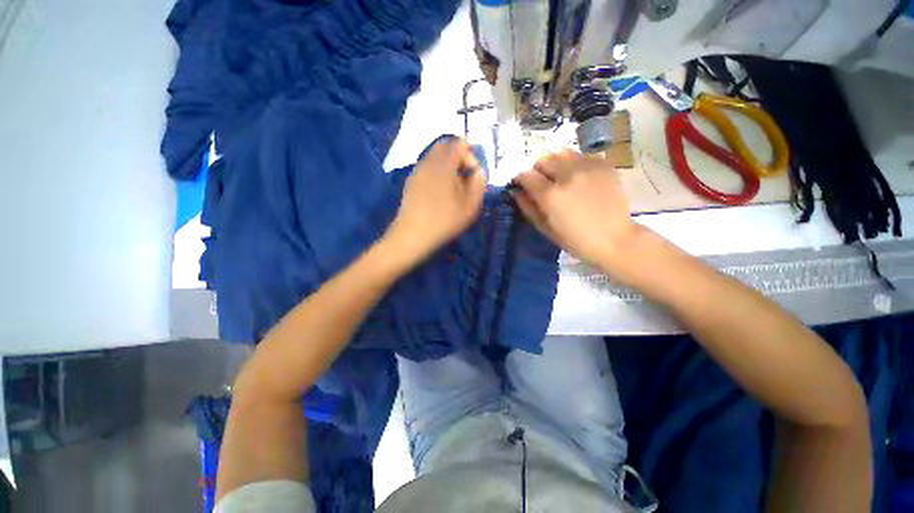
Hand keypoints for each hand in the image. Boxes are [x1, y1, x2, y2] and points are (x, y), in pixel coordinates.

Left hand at [385, 138, 485, 261]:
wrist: (412, 236)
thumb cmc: (445, 220)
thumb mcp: (471, 205)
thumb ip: (479, 183)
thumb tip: (478, 171)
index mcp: (444, 164)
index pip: (459, 143)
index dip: (471, 153)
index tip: (474, 173)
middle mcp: (428, 161)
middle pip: (445, 146)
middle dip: (459, 156)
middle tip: (465, 177)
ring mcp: (417, 171)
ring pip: (434, 157)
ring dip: (448, 165)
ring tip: (454, 188)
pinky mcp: (410, 182)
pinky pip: (427, 168)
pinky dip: (437, 172)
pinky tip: (440, 193)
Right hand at [513, 149, 640, 268]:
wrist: (614, 239)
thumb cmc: (575, 240)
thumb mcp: (545, 229)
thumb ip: (528, 208)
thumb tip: (517, 192)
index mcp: (550, 194)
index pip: (526, 175)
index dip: (520, 178)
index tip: (520, 184)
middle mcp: (566, 175)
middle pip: (543, 159)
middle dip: (537, 169)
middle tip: (541, 181)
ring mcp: (587, 167)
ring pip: (562, 153)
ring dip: (555, 163)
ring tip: (560, 176)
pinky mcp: (603, 165)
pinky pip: (582, 156)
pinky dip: (575, 163)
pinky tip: (579, 177)